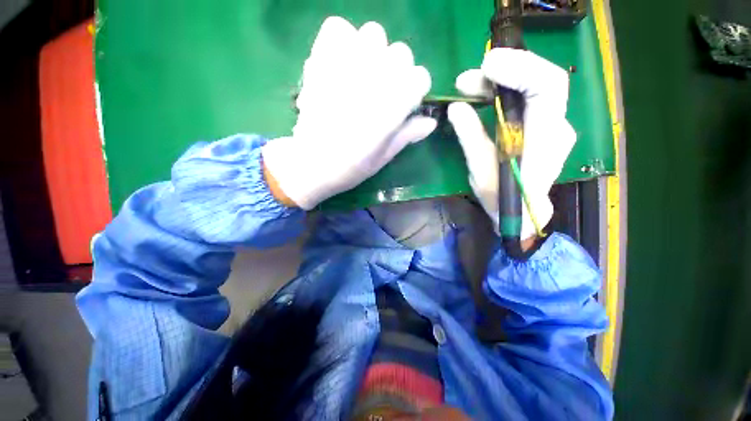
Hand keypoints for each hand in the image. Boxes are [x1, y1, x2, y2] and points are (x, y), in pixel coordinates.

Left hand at [262, 16, 436, 209]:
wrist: (311, 164)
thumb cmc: (351, 166)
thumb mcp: (384, 156)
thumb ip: (407, 134)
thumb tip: (430, 122)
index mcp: (394, 105)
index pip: (420, 77)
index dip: (415, 91)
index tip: (404, 105)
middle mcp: (376, 78)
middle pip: (401, 53)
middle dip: (397, 71)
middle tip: (381, 91)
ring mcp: (347, 65)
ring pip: (373, 34)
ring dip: (373, 52)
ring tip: (361, 76)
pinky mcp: (321, 60)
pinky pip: (337, 29)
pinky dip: (342, 40)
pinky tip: (341, 63)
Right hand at [447, 48, 575, 239]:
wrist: (523, 213)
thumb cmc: (502, 199)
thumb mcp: (481, 172)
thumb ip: (471, 138)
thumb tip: (456, 108)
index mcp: (544, 140)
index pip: (548, 87)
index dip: (520, 68)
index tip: (486, 66)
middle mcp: (557, 126)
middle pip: (541, 80)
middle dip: (504, 71)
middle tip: (467, 79)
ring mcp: (553, 124)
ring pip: (533, 86)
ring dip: (501, 81)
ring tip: (468, 86)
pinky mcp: (543, 125)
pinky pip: (528, 98)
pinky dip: (505, 91)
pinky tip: (484, 95)